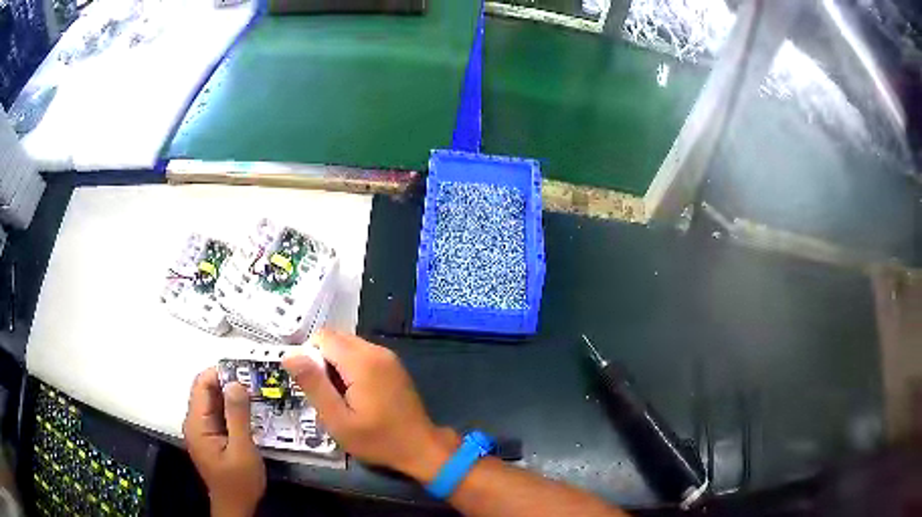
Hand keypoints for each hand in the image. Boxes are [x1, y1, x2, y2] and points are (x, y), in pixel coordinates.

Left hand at [183, 368, 265, 516]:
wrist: (236, 506)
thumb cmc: (239, 482)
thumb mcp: (242, 450)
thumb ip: (238, 416)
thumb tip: (236, 383)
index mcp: (197, 424)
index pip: (202, 385)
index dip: (220, 373)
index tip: (245, 370)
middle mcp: (195, 423)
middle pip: (206, 391)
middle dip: (228, 383)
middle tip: (255, 381)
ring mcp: (202, 430)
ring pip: (213, 402)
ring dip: (232, 396)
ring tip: (256, 393)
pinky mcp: (211, 437)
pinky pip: (218, 414)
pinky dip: (232, 409)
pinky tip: (249, 411)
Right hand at [283, 330, 458, 482]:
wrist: (421, 448)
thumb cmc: (377, 439)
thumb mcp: (337, 419)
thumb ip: (313, 385)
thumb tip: (290, 355)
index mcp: (361, 361)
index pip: (322, 337)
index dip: (309, 357)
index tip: (311, 385)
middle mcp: (376, 350)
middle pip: (335, 339)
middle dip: (321, 361)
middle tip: (324, 394)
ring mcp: (388, 357)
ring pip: (348, 346)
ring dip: (335, 365)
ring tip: (339, 397)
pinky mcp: (393, 366)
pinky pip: (362, 355)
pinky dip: (350, 368)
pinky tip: (354, 395)